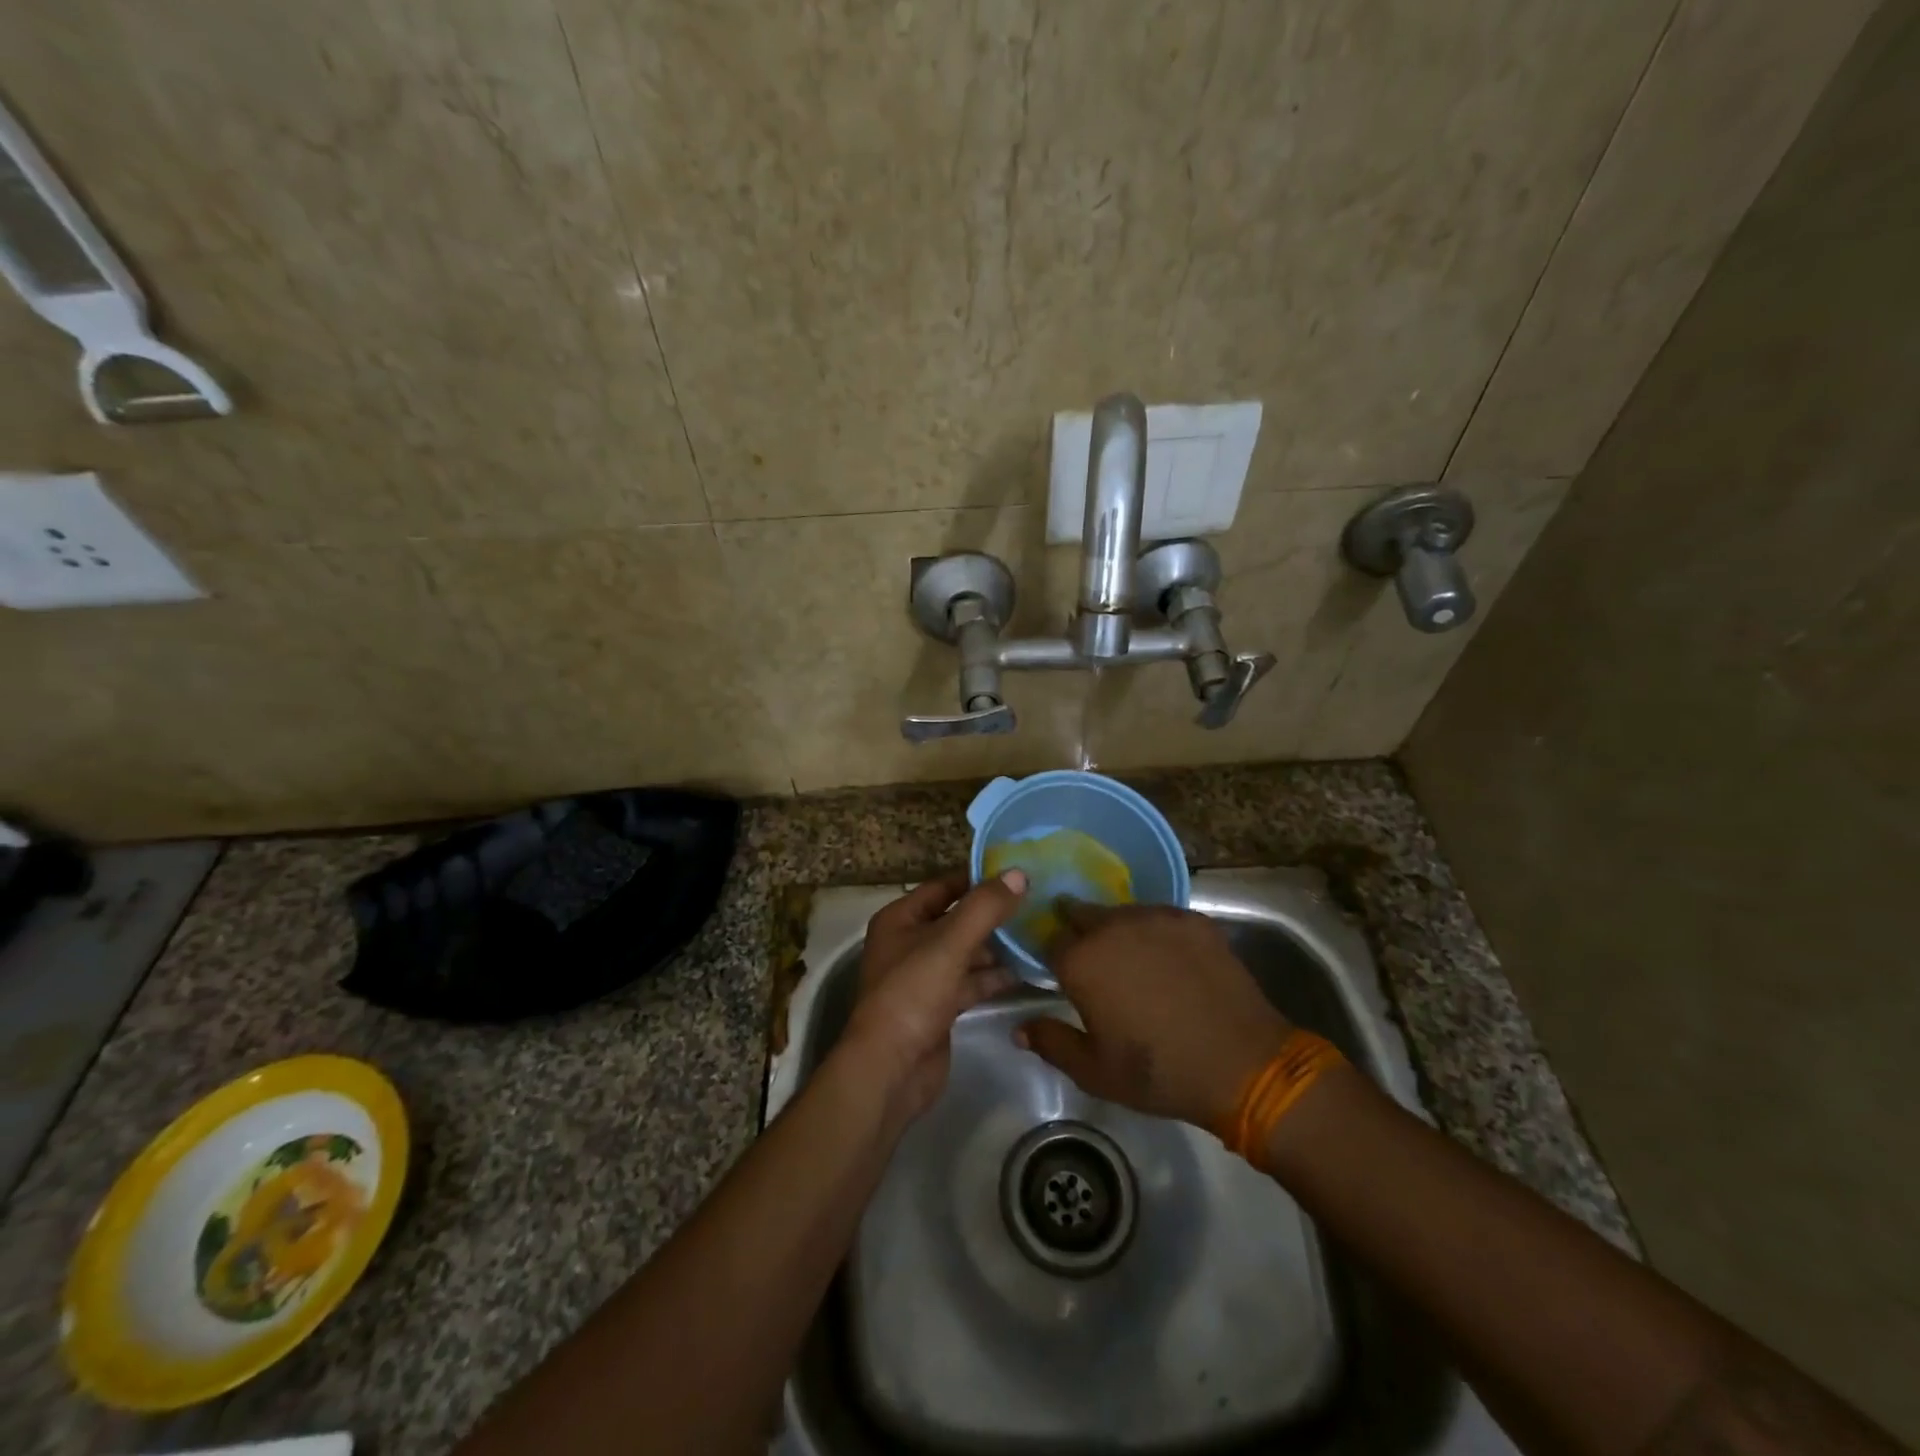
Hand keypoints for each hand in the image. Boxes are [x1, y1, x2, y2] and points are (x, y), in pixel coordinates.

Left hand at [840, 869, 1026, 1120]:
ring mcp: (923, 977)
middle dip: (992, 914)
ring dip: (996, 947)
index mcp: (900, 919)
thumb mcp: (949, 943)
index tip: (1016, 873)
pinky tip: (1025, 971)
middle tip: (1036, 904)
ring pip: (965, 952)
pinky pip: (970, 982)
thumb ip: (984, 908)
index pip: (943, 886)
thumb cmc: (912, 994)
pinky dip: (993, 977)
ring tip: (1037, 934)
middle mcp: (908, 943)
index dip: (977, 878)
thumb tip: (1018, 873)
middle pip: (956, 919)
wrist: (891, 1069)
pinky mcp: (938, 1007)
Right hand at [1015, 901, 1292, 1131]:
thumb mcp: (1095, 1072)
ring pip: (1122, 912)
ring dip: (1117, 930)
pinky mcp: (1193, 919)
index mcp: (1082, 961)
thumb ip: (1052, 1043)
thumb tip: (1019, 1028)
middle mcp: (1113, 927)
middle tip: (1093, 961)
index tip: (1060, 972)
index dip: (1053, 956)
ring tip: (1132, 959)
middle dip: (1079, 931)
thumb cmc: (1159, 1073)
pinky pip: (1161, 917)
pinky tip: (1169, 959)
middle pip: (1082, 914)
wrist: (1243, 1063)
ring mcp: (1156, 917)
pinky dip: (1156, 932)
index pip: (1050, 941)